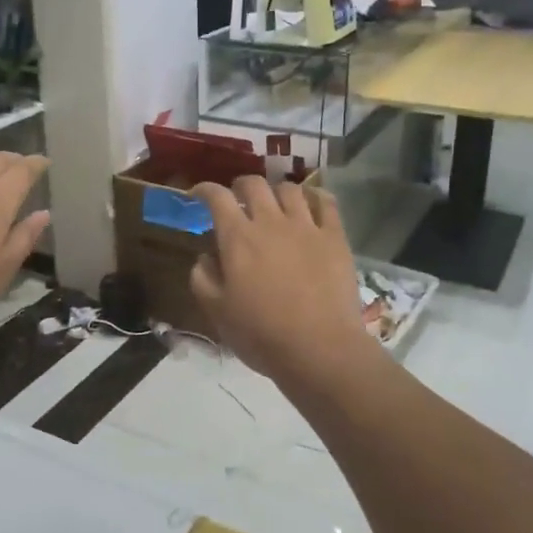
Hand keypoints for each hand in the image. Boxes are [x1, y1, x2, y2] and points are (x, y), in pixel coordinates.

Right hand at [190, 178, 367, 382]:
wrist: (319, 348)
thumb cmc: (262, 334)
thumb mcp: (217, 312)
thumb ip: (203, 279)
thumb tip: (205, 257)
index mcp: (238, 238)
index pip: (217, 198)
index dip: (205, 190)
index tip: (198, 195)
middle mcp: (271, 222)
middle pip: (254, 185)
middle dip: (241, 186)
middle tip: (238, 199)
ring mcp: (306, 226)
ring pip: (289, 189)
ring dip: (276, 191)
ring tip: (275, 204)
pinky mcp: (335, 237)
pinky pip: (326, 203)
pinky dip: (315, 197)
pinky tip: (312, 203)